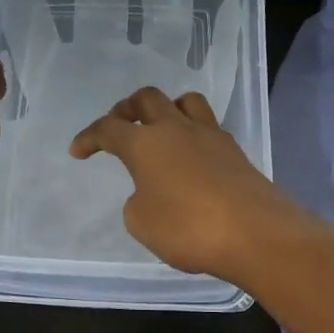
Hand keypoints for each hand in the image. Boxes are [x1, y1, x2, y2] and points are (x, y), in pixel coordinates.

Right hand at [69, 86, 318, 283]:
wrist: (256, 234)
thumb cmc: (188, 229)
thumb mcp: (142, 223)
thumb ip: (137, 201)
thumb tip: (150, 191)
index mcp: (145, 143)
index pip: (108, 129)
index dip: (89, 137)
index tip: (78, 151)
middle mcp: (176, 129)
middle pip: (147, 99)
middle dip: (127, 108)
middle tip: (119, 125)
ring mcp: (210, 136)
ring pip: (185, 101)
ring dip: (166, 108)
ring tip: (160, 128)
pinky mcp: (235, 152)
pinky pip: (208, 127)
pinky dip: (192, 133)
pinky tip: (191, 157)